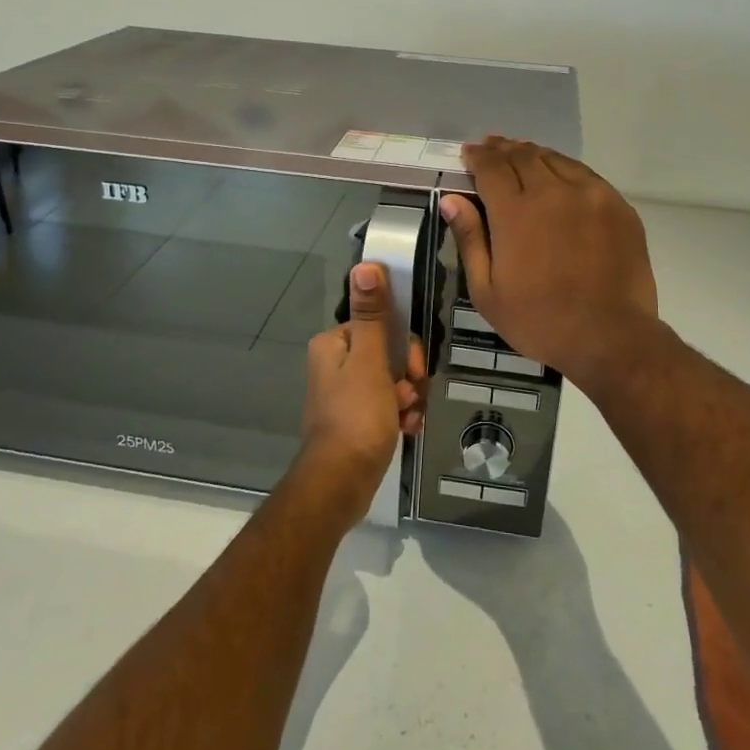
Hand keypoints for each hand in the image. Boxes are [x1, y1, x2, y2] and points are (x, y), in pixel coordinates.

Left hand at [299, 263, 426, 526]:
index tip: (414, 368)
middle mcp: (336, 365)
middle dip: (408, 375)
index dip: (406, 345)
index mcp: (334, 344)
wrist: (340, 484)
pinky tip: (407, 430)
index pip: (381, 326)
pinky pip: (388, 407)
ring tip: (407, 418)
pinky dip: (401, 416)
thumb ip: (372, 315)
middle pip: (390, 354)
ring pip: (393, 382)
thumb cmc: (357, 416)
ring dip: (408, 398)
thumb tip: (365, 265)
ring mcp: (346, 395)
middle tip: (409, 395)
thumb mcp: (370, 361)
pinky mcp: (357, 421)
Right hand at [440, 138, 659, 386]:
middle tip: (491, 146)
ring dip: (533, 153)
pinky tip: (559, 174)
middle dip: (502, 149)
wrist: (610, 336)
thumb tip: (452, 200)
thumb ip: (470, 239)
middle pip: (523, 156)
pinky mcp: (617, 206)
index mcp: (516, 212)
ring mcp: (590, 195)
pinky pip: (585, 174)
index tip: (468, 153)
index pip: (491, 168)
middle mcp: (553, 192)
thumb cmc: (539, 320)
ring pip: (556, 160)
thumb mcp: (487, 292)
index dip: (477, 156)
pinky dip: (564, 168)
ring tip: (521, 153)